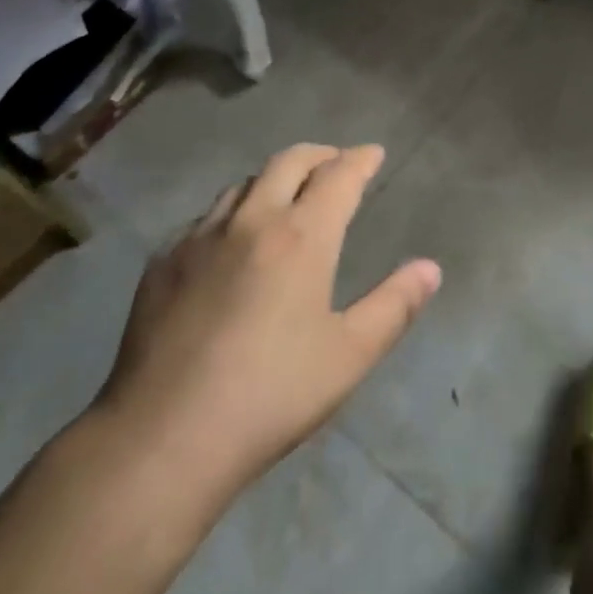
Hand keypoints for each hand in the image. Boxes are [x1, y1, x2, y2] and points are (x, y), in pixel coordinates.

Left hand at [87, 143, 440, 504]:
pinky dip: (234, 212)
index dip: (360, 160)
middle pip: (288, 162)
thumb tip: (430, 268)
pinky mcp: (163, 261)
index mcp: (301, 237)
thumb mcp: (348, 356)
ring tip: (288, 196)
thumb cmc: (269, 396)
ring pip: (244, 183)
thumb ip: (394, 306)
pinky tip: (232, 242)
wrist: (162, 439)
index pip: (338, 176)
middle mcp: (251, 220)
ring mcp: (199, 237)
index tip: (373, 154)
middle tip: (336, 164)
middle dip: (320, 155)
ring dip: (274, 178)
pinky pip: (206, 217)